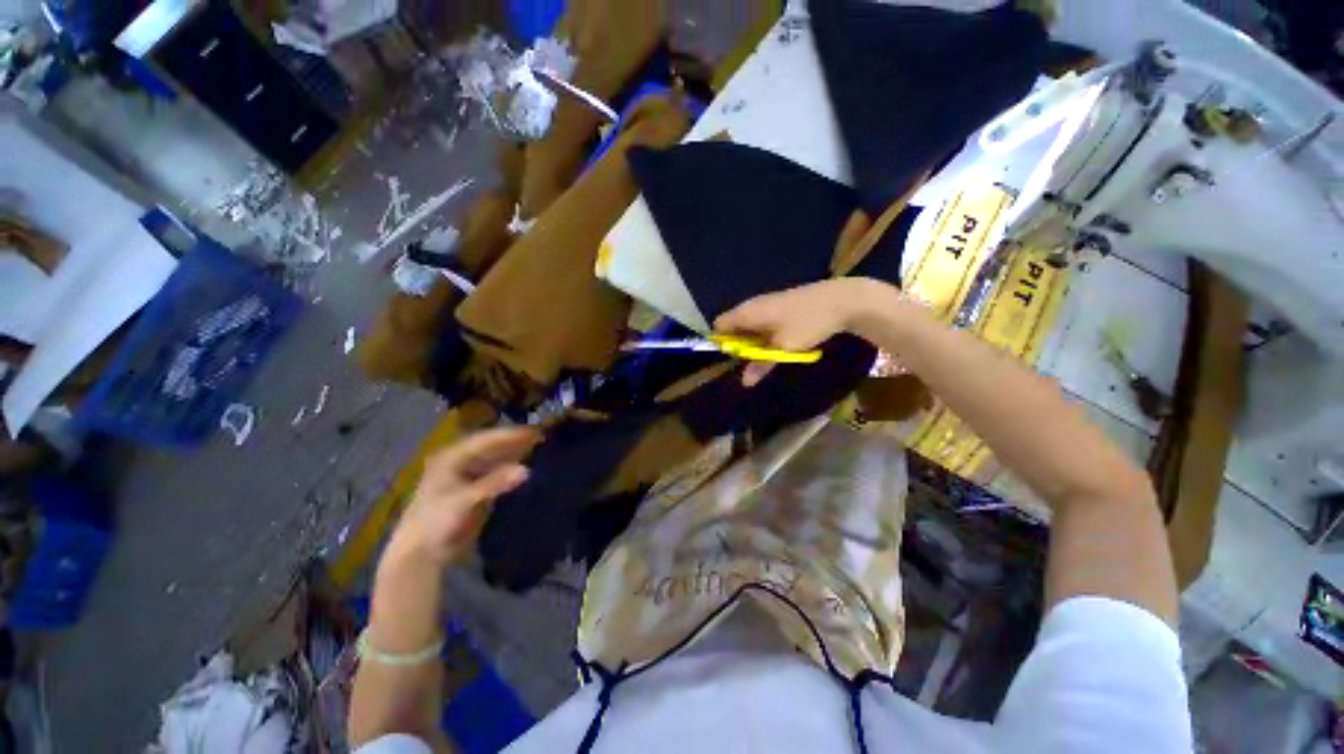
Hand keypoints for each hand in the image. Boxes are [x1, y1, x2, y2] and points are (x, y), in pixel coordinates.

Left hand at [385, 427, 539, 567]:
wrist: (421, 553)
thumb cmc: (436, 521)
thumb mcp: (464, 500)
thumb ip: (495, 483)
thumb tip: (526, 470)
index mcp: (452, 457)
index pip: (486, 439)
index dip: (511, 434)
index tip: (536, 430)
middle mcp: (459, 461)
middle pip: (492, 446)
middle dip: (515, 441)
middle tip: (543, 437)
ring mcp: (466, 476)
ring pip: (495, 459)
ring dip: (515, 454)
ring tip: (540, 448)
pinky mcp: (474, 490)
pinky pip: (496, 473)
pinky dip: (511, 470)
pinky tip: (526, 469)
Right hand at [715, 278, 899, 385]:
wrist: (842, 300)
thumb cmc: (807, 323)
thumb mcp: (784, 348)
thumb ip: (761, 364)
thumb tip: (744, 382)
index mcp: (747, 312)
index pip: (719, 326)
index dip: (721, 342)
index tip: (733, 359)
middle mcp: (752, 305)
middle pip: (732, 325)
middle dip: (738, 344)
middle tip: (752, 361)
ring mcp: (766, 303)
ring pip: (748, 324)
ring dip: (753, 341)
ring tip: (767, 354)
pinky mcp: (779, 304)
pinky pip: (762, 321)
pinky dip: (764, 334)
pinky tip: (779, 343)